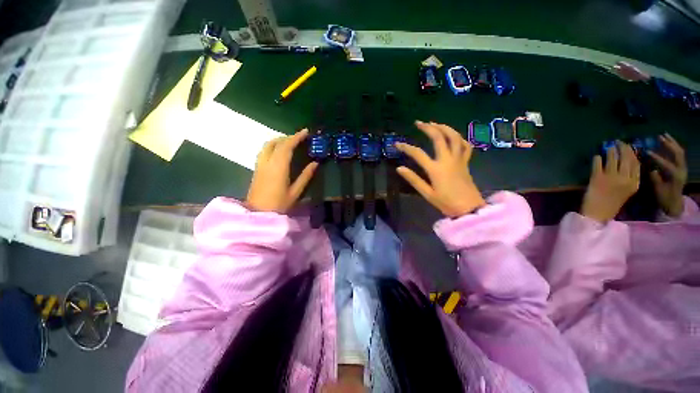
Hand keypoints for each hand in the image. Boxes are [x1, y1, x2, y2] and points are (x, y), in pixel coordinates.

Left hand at [246, 129, 317, 212]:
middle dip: (288, 137)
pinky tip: (279, 152)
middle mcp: (267, 162)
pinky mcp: (257, 169)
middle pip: (276, 142)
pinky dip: (273, 146)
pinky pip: (264, 151)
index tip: (306, 131)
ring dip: (279, 140)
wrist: (258, 214)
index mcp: (278, 167)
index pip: (287, 146)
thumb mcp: (296, 192)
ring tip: (290, 143)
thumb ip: (306, 176)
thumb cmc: (279, 205)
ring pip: (267, 145)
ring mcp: (260, 165)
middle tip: (300, 138)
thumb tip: (315, 163)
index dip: (296, 137)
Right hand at [395, 121, 485, 217]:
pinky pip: (465, 146)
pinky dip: (459, 138)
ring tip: (435, 123)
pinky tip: (453, 136)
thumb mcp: (427, 193)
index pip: (418, 154)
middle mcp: (447, 160)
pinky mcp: (466, 162)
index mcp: (435, 169)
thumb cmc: (446, 203)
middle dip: (428, 128)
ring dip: (444, 127)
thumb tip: (399, 168)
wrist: (469, 209)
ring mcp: (458, 159)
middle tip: (419, 123)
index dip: (406, 147)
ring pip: (454, 137)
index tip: (397, 144)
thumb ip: (413, 179)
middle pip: (439, 138)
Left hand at [581, 142, 639, 222]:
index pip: (636, 164)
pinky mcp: (597, 178)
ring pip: (613, 159)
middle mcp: (625, 179)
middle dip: (623, 148)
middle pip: (626, 159)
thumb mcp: (626, 191)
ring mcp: (611, 178)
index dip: (632, 153)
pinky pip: (598, 164)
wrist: (598, 214)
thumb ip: (628, 178)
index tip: (629, 146)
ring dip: (610, 151)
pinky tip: (597, 156)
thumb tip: (626, 163)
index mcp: (634, 183)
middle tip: (618, 142)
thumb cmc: (612, 204)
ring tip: (609, 146)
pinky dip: (597, 159)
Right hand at [648, 133, 686, 217]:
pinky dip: (674, 147)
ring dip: (672, 143)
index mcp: (675, 176)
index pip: (666, 164)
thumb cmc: (664, 198)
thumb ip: (655, 179)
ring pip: (679, 152)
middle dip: (669, 144)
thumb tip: (651, 169)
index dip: (657, 157)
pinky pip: (679, 154)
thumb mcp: (658, 190)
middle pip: (677, 153)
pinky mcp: (681, 167)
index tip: (647, 151)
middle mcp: (681, 169)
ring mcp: (683, 168)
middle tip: (659, 137)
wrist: (674, 203)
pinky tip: (668, 143)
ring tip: (664, 135)